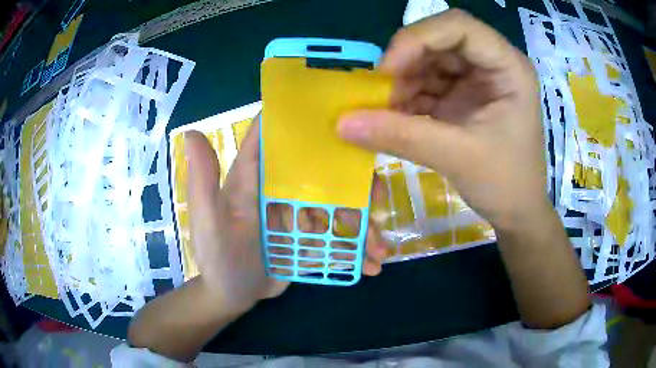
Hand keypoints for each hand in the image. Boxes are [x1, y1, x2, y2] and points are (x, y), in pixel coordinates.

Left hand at [185, 116, 388, 312]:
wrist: (232, 294)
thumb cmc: (217, 258)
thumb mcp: (209, 222)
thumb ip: (203, 181)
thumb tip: (192, 132)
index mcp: (256, 176)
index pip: (278, 136)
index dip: (304, 121)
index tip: (342, 117)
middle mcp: (280, 188)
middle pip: (322, 170)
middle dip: (354, 182)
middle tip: (378, 200)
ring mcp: (298, 212)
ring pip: (338, 206)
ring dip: (363, 224)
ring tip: (379, 248)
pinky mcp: (309, 237)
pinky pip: (337, 236)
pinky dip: (355, 249)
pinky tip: (371, 264)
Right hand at [338, 10, 545, 229]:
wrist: (517, 213)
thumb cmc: (506, 184)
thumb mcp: (458, 158)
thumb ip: (402, 137)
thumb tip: (342, 123)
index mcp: (508, 67)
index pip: (458, 26)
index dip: (418, 39)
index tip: (387, 72)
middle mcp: (492, 64)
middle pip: (439, 41)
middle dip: (406, 64)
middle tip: (379, 94)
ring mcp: (477, 79)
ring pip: (428, 61)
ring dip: (402, 83)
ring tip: (385, 112)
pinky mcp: (463, 96)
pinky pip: (427, 84)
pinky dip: (407, 98)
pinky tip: (394, 118)